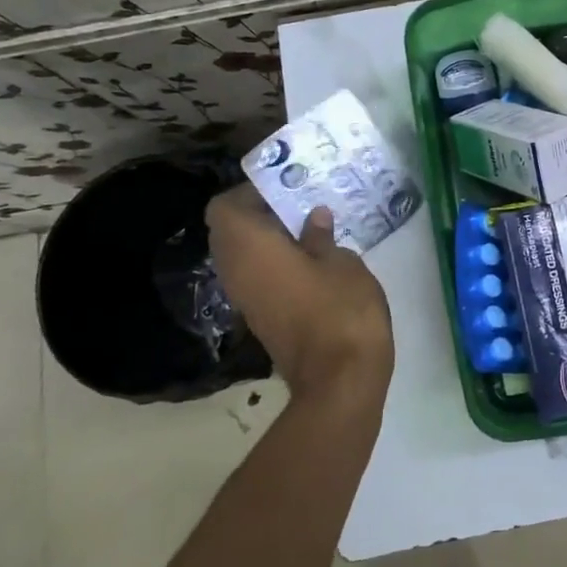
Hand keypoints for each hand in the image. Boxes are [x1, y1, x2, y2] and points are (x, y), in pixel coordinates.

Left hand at [205, 188, 394, 411]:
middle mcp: (237, 272)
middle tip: (300, 203)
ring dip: (269, 239)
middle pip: (231, 231)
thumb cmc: (341, 310)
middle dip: (260, 214)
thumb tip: (313, 219)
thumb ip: (322, 237)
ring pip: (243, 256)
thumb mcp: (342, 262)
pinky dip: (275, 262)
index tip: (286, 186)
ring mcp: (246, 299)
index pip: (225, 207)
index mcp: (250, 249)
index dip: (250, 192)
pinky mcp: (262, 318)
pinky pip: (257, 277)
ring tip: (310, 228)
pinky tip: (312, 258)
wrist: (339, 380)